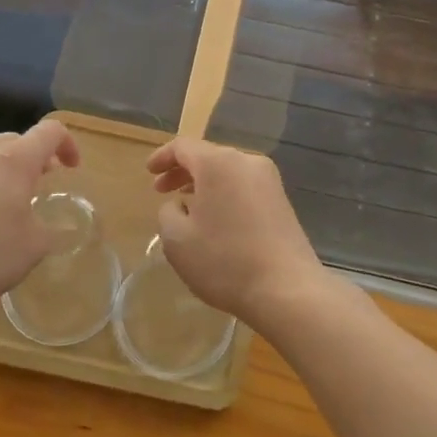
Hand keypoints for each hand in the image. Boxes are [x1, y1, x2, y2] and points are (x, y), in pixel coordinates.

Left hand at [0, 119, 80, 315]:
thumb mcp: (33, 249)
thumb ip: (52, 232)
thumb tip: (60, 230)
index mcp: (14, 161)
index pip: (50, 132)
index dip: (68, 144)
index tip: (71, 169)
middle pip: (15, 139)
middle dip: (34, 157)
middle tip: (42, 182)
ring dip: (3, 169)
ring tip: (6, 200)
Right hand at [146, 138, 328, 327]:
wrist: (287, 290)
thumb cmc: (225, 261)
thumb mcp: (177, 239)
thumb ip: (168, 212)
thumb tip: (180, 205)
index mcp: (218, 163)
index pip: (183, 146)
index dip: (162, 157)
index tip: (149, 172)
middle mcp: (247, 162)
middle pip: (208, 156)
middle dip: (182, 171)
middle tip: (161, 191)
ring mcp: (269, 181)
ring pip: (228, 172)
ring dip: (204, 185)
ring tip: (187, 207)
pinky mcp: (282, 202)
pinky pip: (244, 188)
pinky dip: (224, 195)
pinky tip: (216, 220)